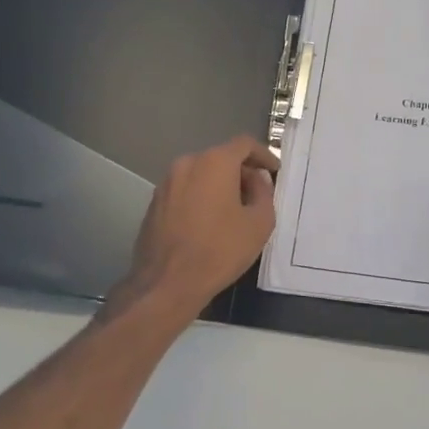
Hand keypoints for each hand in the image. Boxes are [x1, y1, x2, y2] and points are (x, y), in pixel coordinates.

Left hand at [125, 135, 278, 314]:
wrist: (167, 283)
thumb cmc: (220, 250)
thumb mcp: (259, 223)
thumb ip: (264, 193)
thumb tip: (256, 181)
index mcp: (214, 162)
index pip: (244, 144)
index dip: (264, 155)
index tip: (274, 171)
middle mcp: (186, 164)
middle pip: (221, 157)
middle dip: (241, 171)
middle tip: (257, 194)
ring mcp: (166, 183)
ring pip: (201, 174)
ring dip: (220, 185)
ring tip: (234, 210)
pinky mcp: (154, 203)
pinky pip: (185, 190)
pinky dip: (201, 197)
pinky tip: (209, 222)